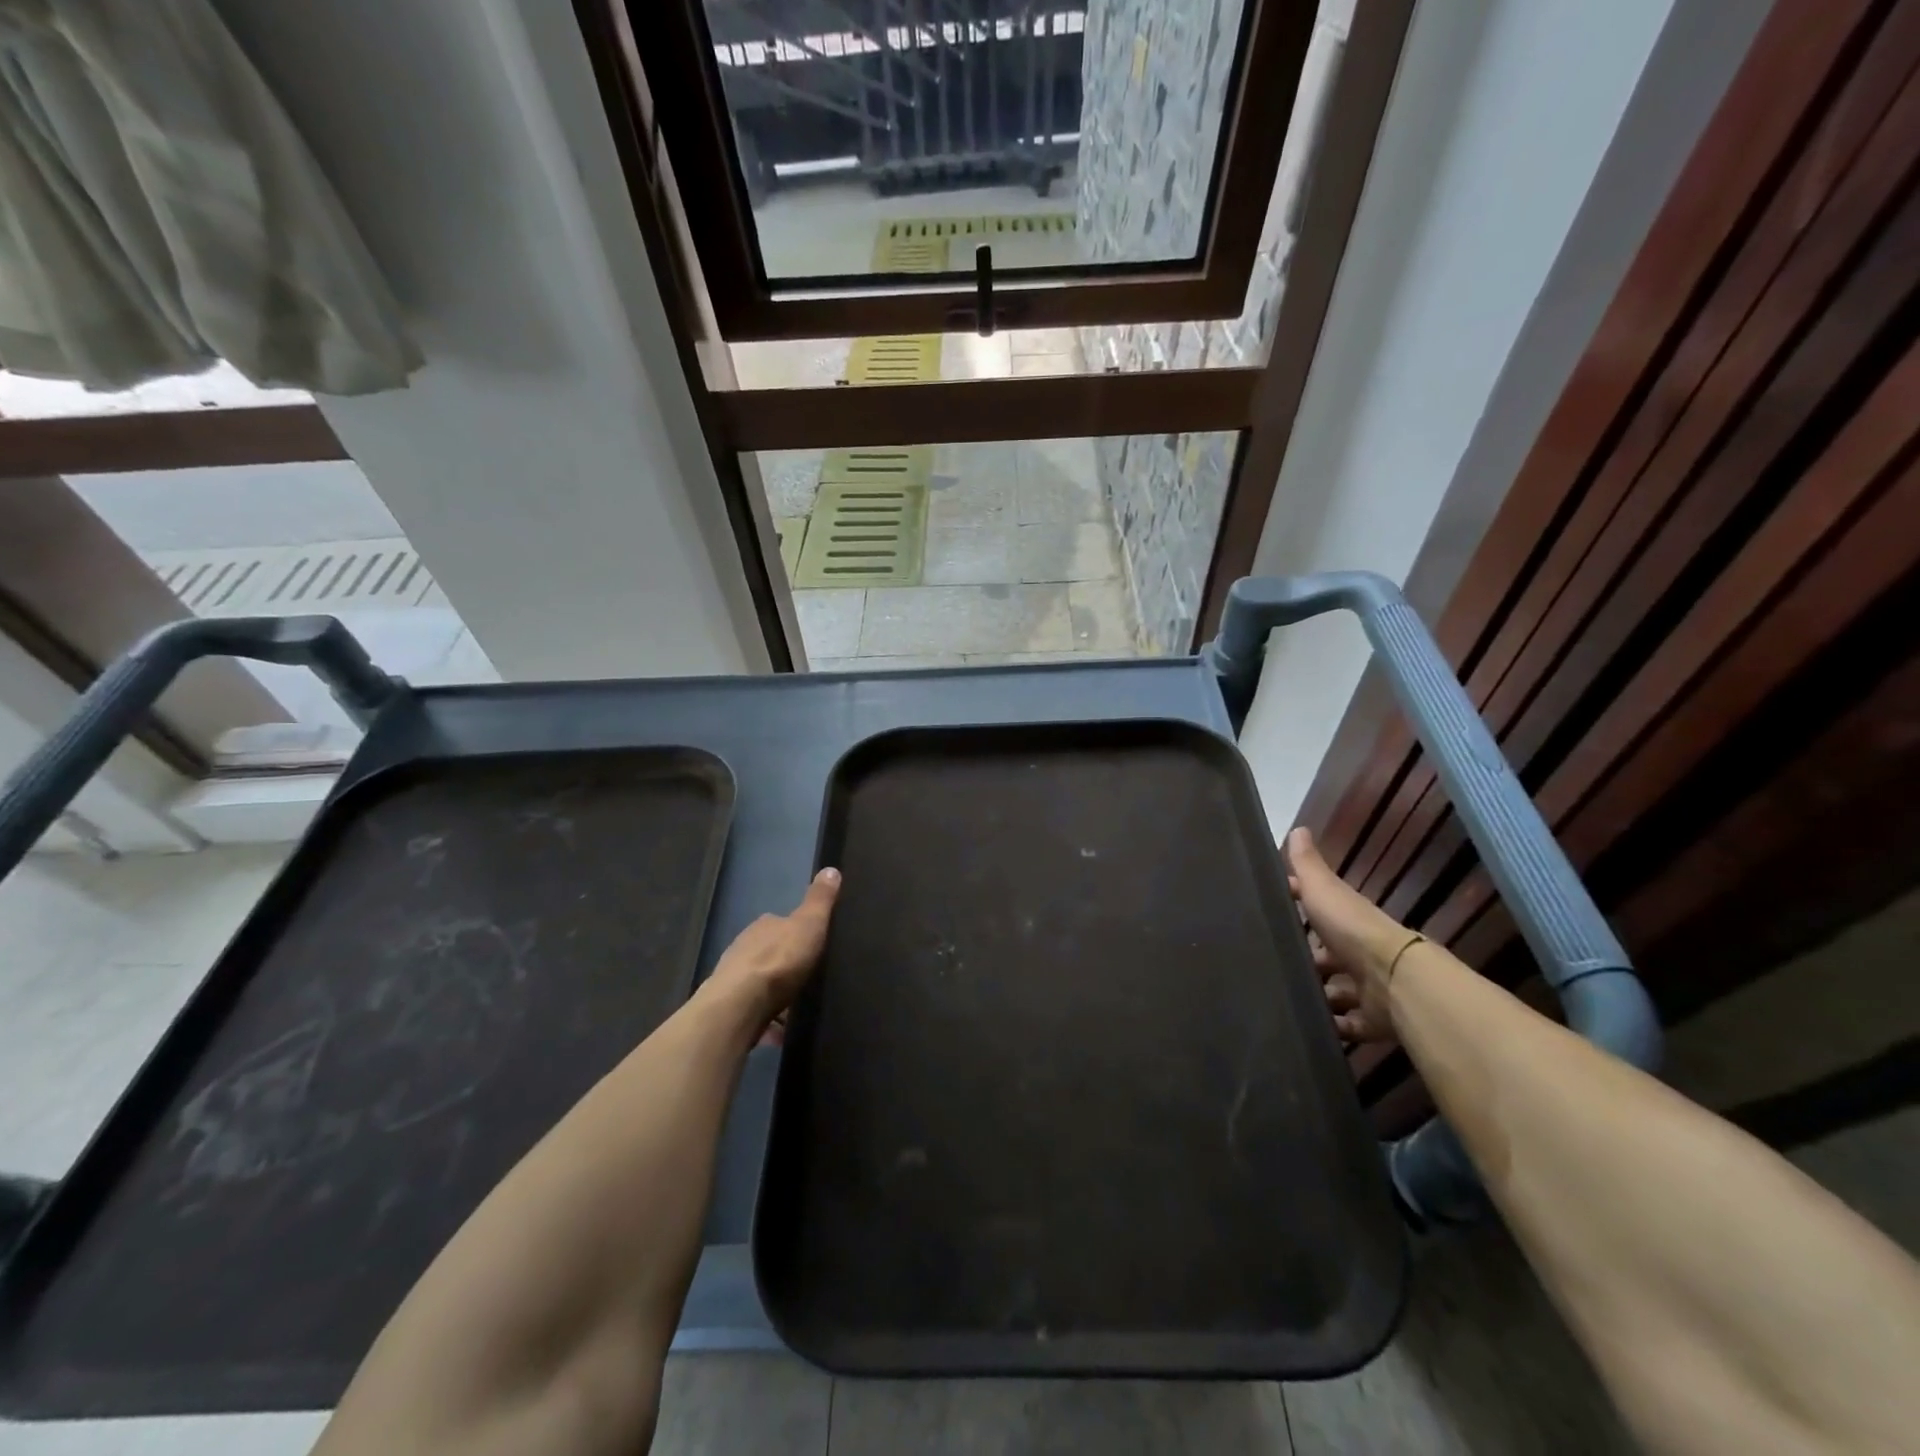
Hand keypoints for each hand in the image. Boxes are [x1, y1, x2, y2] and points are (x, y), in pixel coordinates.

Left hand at [705, 868, 840, 1039]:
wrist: (739, 1007)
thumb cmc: (778, 961)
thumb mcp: (809, 924)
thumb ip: (820, 900)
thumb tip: (831, 868)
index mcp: (764, 926)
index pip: (780, 923)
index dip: (796, 932)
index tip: (812, 944)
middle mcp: (744, 947)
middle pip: (769, 953)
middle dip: (784, 964)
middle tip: (808, 978)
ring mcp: (734, 978)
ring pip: (760, 983)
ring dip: (775, 994)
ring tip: (798, 1008)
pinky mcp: (731, 1008)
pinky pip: (755, 1012)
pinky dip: (767, 1020)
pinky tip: (781, 1032)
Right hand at [1284, 828, 1417, 1043]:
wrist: (1392, 979)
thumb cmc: (1351, 928)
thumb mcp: (1322, 889)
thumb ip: (1307, 865)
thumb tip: (1297, 827)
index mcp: (1345, 919)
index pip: (1318, 910)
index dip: (1298, 908)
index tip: (1271, 912)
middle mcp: (1357, 952)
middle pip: (1325, 956)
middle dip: (1303, 960)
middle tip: (1267, 964)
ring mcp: (1365, 988)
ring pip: (1334, 991)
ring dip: (1315, 994)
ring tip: (1280, 997)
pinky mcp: (1370, 1019)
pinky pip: (1347, 1025)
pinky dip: (1331, 1026)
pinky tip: (1306, 1025)